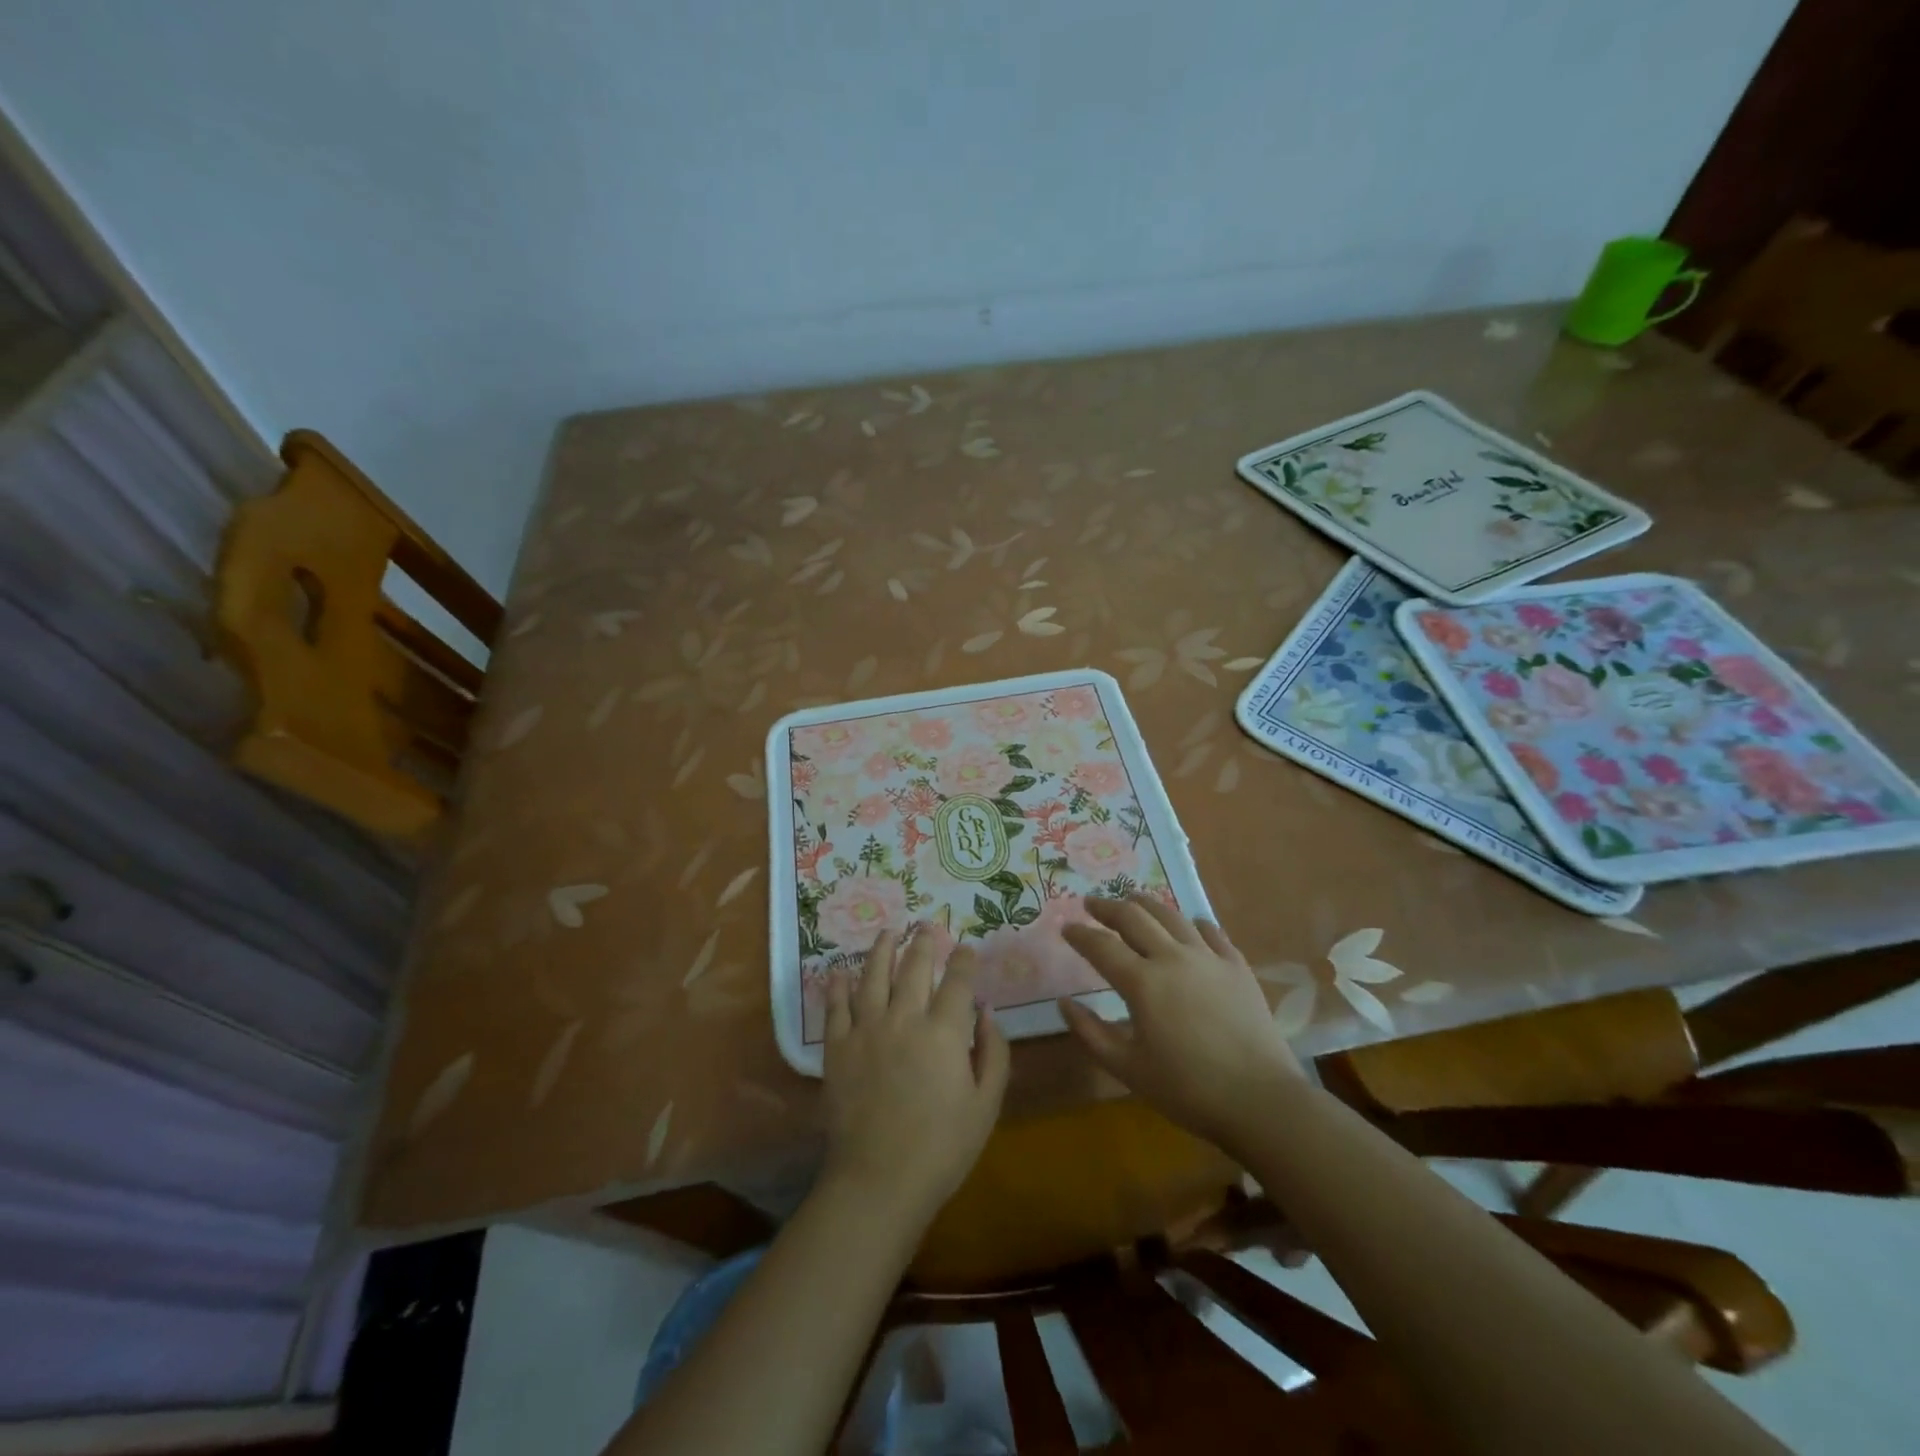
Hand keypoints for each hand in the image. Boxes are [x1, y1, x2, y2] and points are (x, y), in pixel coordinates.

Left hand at [821, 929, 1010, 1222]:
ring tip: (888, 933)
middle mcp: (904, 1018)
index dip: (963, 959)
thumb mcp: (986, 1105)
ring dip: (882, 950)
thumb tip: (987, 1011)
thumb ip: (993, 1052)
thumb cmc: (943, 1148)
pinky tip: (839, 972)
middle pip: (914, 967)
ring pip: (873, 975)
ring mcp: (866, 1029)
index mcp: (944, 1031)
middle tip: (927, 925)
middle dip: (923, 942)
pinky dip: (838, 986)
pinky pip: (836, 1007)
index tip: (965, 948)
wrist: (879, 1180)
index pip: (958, 980)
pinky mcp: (837, 1047)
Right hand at [1059, 895, 1306, 1153]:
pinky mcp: (1237, 966)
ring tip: (1133, 900)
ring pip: (1172, 916)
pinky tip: (1190, 925)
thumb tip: (1064, 1003)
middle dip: (1108, 907)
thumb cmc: (1187, 1089)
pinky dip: (1194, 923)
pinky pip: (1212, 932)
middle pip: (1135, 917)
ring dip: (1146, 904)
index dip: (1080, 934)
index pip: (1101, 946)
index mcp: (1142, 982)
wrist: (1260, 1100)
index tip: (1066, 927)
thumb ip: (1091, 1033)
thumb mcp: (1128, 1069)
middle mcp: (1173, 958)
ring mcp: (1209, 958)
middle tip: (1092, 904)